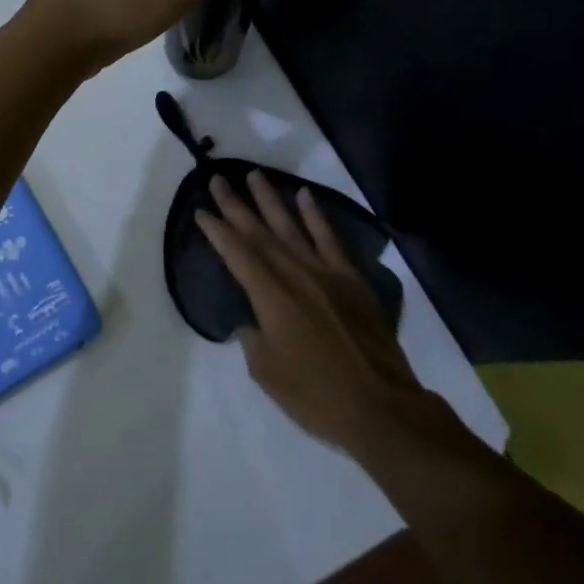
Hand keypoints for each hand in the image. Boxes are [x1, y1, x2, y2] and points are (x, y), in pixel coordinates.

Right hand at [196, 172, 450, 457]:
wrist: (381, 407)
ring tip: (254, 175)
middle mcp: (296, 275)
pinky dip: (316, 217)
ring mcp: (327, 274)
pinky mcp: (352, 280)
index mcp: (271, 297)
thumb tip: (253, 320)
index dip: (217, 231)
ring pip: (292, 228)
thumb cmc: (316, 396)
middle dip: (236, 206)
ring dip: (271, 201)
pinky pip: (330, 240)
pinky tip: (306, 196)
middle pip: (260, 233)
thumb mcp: (267, 372)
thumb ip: (253, 338)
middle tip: (218, 179)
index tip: (202, 211)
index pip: (237, 255)